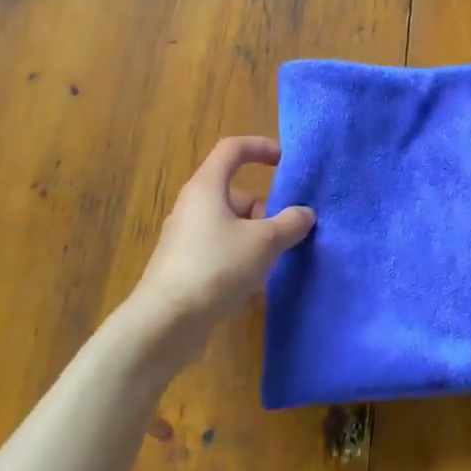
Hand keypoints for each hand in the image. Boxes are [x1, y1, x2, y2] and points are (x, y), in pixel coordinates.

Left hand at [128, 136, 314, 352]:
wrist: (166, 323)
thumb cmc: (216, 267)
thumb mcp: (264, 242)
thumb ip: (290, 223)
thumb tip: (304, 214)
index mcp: (207, 187)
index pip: (233, 149)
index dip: (261, 147)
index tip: (286, 162)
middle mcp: (193, 206)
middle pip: (237, 194)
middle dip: (265, 211)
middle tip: (285, 236)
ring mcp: (186, 238)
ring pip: (231, 227)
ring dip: (256, 241)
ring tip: (271, 266)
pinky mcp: (185, 267)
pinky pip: (221, 252)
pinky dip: (240, 262)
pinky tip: (253, 289)